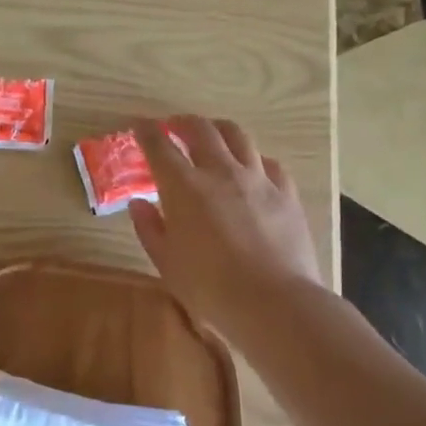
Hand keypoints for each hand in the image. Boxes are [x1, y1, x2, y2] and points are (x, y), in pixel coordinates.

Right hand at [129, 116, 323, 335]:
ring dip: (218, 129)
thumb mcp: (167, 263)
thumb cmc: (210, 288)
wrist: (274, 303)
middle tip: (173, 126)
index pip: (159, 146)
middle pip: (200, 129)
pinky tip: (252, 168)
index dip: (146, 131)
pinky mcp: (286, 193)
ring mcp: (257, 179)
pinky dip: (254, 158)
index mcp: (184, 187)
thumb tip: (139, 203)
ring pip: (237, 135)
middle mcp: (220, 172)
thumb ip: (150, 228)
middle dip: (182, 122)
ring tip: (212, 134)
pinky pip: (269, 163)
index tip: (139, 124)